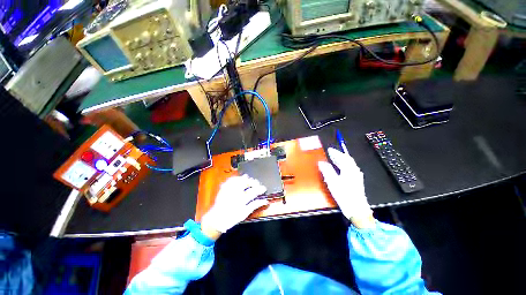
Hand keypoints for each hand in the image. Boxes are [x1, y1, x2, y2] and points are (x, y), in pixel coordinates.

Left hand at [201, 175, 268, 236]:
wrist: (216, 219)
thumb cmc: (231, 218)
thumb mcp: (244, 214)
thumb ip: (254, 206)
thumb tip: (265, 201)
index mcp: (241, 200)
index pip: (253, 192)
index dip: (259, 189)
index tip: (264, 188)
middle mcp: (235, 193)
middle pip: (246, 184)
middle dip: (253, 182)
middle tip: (257, 182)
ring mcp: (229, 190)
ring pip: (238, 180)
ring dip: (244, 178)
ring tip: (248, 178)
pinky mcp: (223, 189)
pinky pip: (230, 180)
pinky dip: (235, 178)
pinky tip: (238, 178)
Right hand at [318, 148, 373, 227]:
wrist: (357, 209)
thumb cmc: (344, 195)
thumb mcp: (333, 182)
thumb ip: (327, 171)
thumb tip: (321, 162)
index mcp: (349, 170)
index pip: (343, 157)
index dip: (336, 153)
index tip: (329, 150)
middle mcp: (354, 171)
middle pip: (347, 160)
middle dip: (339, 155)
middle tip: (331, 153)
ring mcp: (357, 176)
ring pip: (349, 165)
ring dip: (341, 160)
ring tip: (334, 159)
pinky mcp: (356, 181)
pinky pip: (349, 169)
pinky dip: (343, 166)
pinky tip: (339, 169)